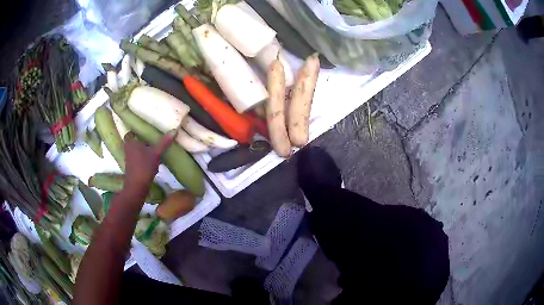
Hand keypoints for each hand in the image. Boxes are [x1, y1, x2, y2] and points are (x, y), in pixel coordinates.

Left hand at [123, 132, 174, 191]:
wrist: (137, 186)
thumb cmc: (145, 166)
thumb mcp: (156, 153)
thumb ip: (164, 143)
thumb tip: (174, 130)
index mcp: (131, 142)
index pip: (131, 133)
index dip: (136, 133)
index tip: (144, 134)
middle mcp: (128, 149)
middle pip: (134, 142)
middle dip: (142, 143)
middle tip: (152, 142)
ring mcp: (128, 159)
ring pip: (136, 151)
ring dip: (143, 152)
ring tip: (154, 153)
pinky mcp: (131, 167)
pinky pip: (137, 159)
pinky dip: (143, 160)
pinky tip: (152, 164)